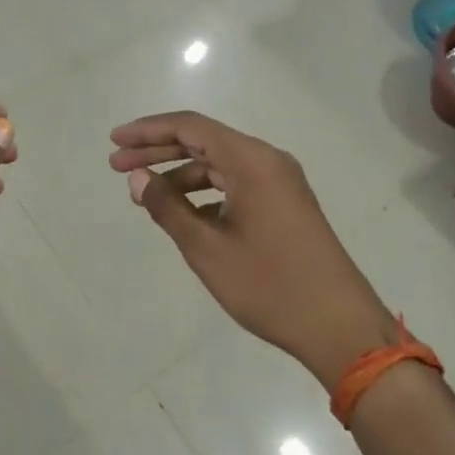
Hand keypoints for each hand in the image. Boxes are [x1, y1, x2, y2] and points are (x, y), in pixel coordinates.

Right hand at [110, 111, 396, 388]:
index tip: (114, 142)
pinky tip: (183, 216)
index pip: (190, 127)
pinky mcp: (286, 204)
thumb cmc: (269, 285)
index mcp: (252, 161)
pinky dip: (205, 192)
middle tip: (117, 165)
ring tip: (144, 195)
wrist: (340, 327)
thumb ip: (167, 208)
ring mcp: (280, 183)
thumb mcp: (207, 248)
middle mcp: (268, 161)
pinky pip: (236, 184)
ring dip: (180, 175)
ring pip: (219, 165)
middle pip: (203, 141)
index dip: (148, 131)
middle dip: (157, 150)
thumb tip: (138, 179)